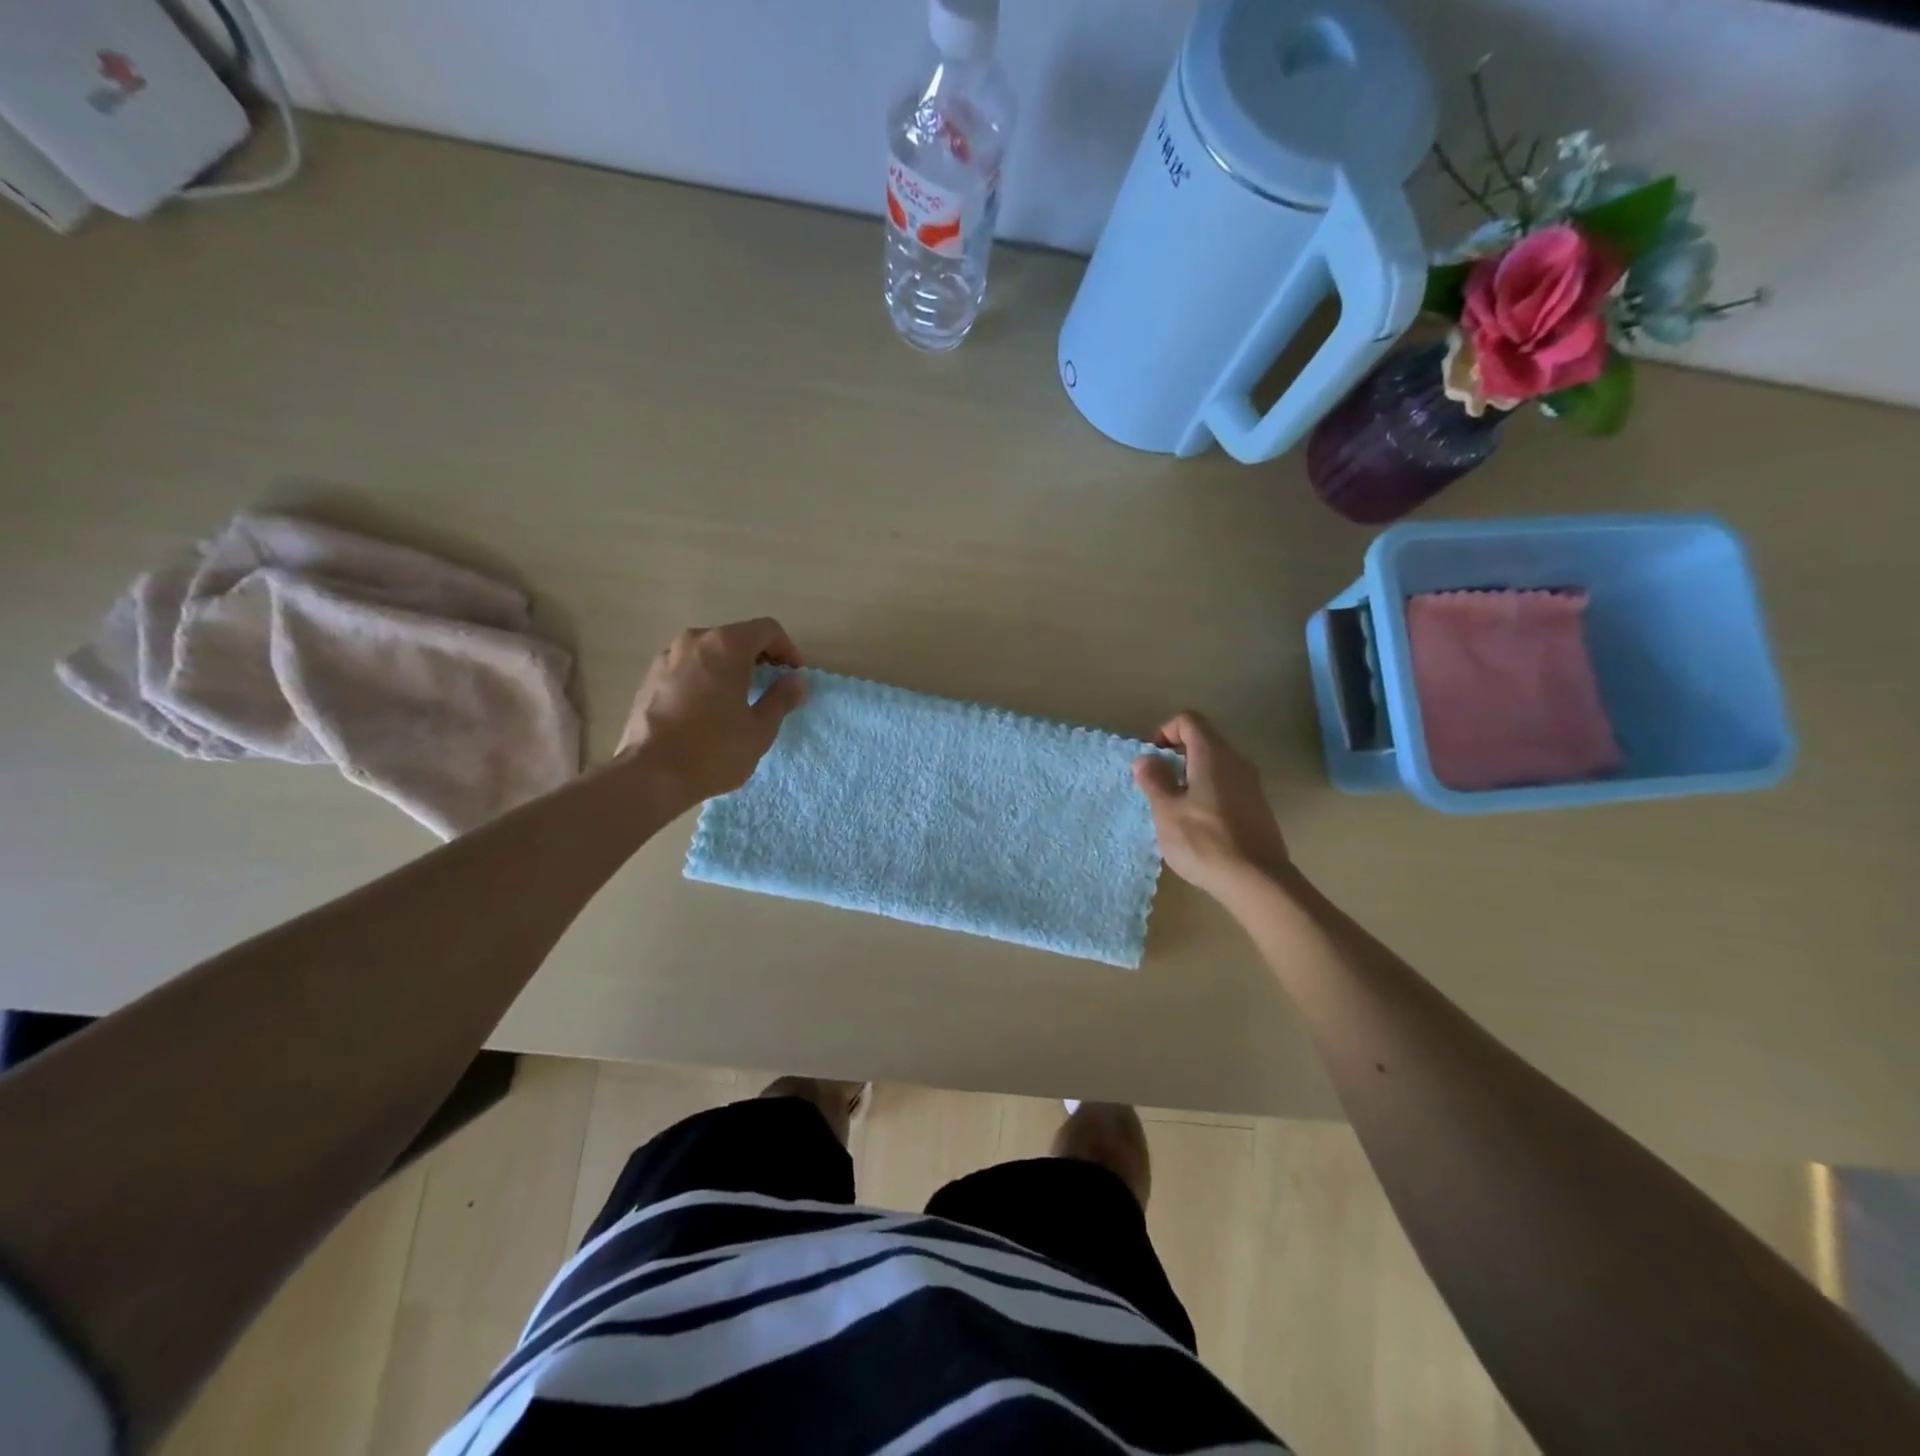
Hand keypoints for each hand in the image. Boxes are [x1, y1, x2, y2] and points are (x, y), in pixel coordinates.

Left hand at [618, 618, 807, 807]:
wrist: (649, 775)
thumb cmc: (713, 750)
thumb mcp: (759, 729)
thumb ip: (781, 698)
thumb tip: (796, 681)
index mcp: (726, 646)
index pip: (767, 630)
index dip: (788, 650)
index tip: (793, 677)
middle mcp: (694, 641)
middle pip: (737, 637)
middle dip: (759, 658)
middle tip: (771, 687)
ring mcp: (667, 657)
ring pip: (709, 652)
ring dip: (730, 667)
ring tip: (739, 699)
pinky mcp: (649, 678)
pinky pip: (687, 667)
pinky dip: (705, 678)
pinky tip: (708, 709)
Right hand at [1133, 712, 1290, 899]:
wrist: (1256, 880)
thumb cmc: (1204, 840)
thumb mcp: (1166, 811)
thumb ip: (1154, 780)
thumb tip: (1146, 759)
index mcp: (1212, 754)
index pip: (1189, 721)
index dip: (1165, 732)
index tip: (1151, 760)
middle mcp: (1236, 761)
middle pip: (1204, 740)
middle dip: (1176, 755)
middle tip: (1157, 784)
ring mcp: (1251, 784)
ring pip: (1216, 765)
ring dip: (1191, 776)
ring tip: (1174, 806)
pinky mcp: (1257, 807)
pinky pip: (1227, 786)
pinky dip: (1208, 792)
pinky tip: (1197, 824)